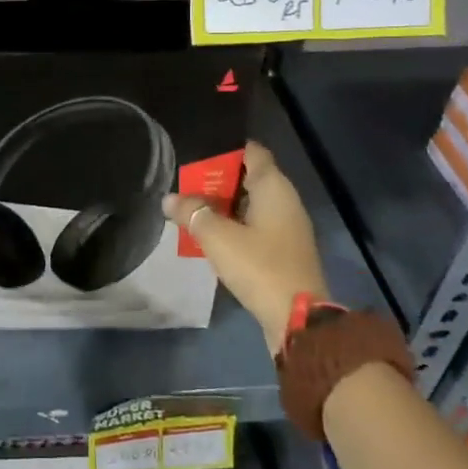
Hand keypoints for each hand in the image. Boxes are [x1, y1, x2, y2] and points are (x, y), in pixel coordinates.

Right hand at [164, 142, 325, 354]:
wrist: (298, 319)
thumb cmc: (259, 266)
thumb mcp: (217, 237)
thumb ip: (192, 212)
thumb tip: (169, 199)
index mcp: (274, 188)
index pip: (252, 152)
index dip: (226, 149)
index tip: (199, 153)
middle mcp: (285, 201)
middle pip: (249, 178)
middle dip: (218, 180)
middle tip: (186, 184)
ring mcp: (288, 228)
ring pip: (251, 204)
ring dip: (224, 206)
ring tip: (192, 209)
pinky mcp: (285, 251)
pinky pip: (256, 227)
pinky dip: (235, 226)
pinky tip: (212, 236)